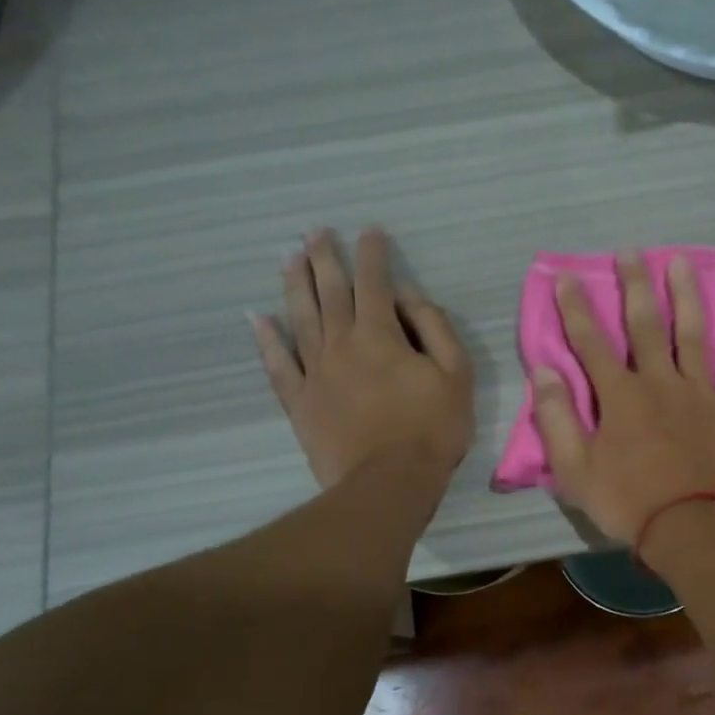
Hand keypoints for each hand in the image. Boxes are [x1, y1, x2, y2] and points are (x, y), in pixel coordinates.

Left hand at [252, 228, 473, 489]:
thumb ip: (434, 328)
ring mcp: (315, 372)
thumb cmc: (432, 429)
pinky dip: (266, 339)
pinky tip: (258, 318)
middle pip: (330, 291)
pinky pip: (277, 364)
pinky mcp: (300, 401)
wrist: (390, 483)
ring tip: (288, 258)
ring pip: (300, 317)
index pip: (374, 282)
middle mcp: (341, 343)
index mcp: (380, 334)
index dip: (372, 254)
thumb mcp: (455, 375)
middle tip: (316, 232)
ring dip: (295, 285)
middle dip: (325, 258)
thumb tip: (407, 296)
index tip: (369, 232)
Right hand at [533, 250, 714, 542]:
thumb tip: (544, 371)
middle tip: (630, 252)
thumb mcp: (575, 470)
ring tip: (680, 262)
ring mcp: (699, 392)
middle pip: (645, 325)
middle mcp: (659, 382)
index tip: (567, 277)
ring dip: (685, 295)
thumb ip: (557, 419)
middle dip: (634, 286)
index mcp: (620, 397)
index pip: (591, 342)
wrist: (692, 529)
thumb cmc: (629, 503)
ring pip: (692, 333)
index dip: (576, 308)